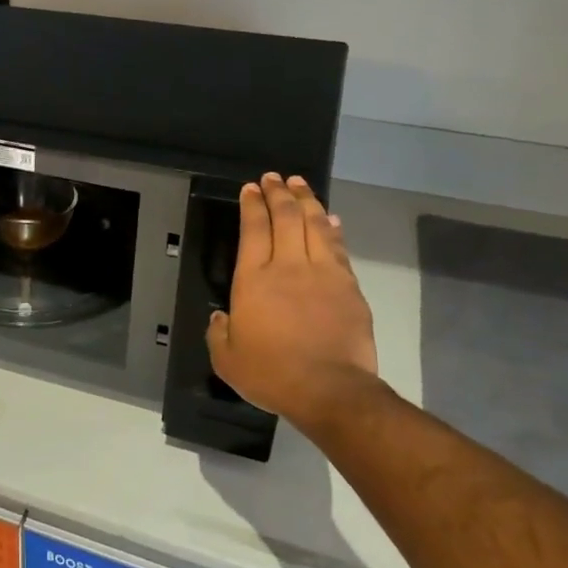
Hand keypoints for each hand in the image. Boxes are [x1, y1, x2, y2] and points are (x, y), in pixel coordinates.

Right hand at [206, 174, 379, 434]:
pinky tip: (330, 218)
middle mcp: (288, 266)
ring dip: (307, 201)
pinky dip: (332, 228)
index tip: (250, 188)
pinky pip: (338, 247)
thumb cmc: (271, 373)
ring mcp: (323, 273)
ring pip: (315, 224)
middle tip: (274, 178)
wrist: (330, 390)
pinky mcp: (349, 286)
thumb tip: (222, 317)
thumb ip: (219, 333)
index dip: (252, 205)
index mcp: (253, 279)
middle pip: (285, 217)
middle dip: (278, 193)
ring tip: (300, 185)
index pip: (253, 229)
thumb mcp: (226, 359)